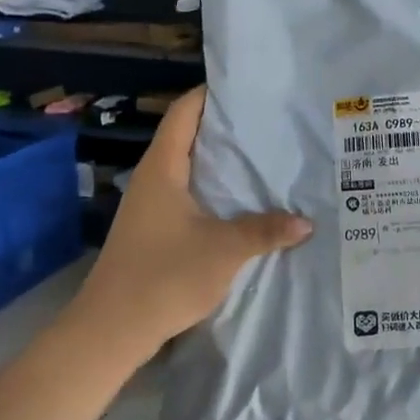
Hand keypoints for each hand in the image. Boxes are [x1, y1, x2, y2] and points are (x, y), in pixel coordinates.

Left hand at [72, 87, 311, 357]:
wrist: (112, 330)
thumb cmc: (164, 276)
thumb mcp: (224, 250)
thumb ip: (266, 231)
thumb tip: (307, 222)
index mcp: (163, 168)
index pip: (184, 112)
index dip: (211, 94)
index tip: (248, 89)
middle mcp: (154, 179)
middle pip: (190, 138)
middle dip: (228, 130)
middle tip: (272, 124)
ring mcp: (151, 206)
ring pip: (192, 170)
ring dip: (224, 165)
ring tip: (267, 160)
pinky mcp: (155, 231)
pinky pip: (191, 197)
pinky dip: (217, 192)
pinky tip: (246, 204)